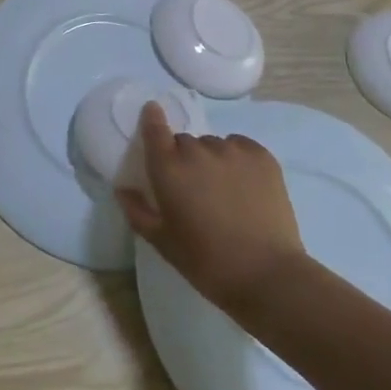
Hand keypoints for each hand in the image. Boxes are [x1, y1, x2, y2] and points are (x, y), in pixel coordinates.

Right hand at [117, 105, 307, 315]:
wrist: (268, 276)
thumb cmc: (207, 263)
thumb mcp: (163, 243)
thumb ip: (138, 212)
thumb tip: (123, 190)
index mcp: (169, 169)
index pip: (154, 129)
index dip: (152, 119)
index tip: (153, 113)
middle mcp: (197, 151)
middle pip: (184, 142)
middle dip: (184, 158)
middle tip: (194, 188)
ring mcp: (231, 150)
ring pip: (213, 144)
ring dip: (211, 159)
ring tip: (224, 190)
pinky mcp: (261, 156)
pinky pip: (240, 146)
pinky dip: (237, 158)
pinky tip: (244, 184)